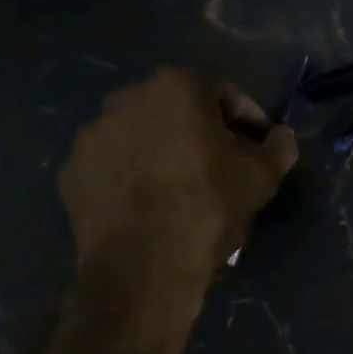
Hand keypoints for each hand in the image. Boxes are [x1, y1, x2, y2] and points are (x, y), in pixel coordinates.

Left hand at [58, 68, 297, 276]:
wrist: (143, 266)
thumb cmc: (208, 207)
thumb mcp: (262, 177)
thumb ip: (279, 146)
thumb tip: (281, 137)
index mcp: (176, 87)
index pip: (225, 93)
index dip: (249, 121)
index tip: (260, 149)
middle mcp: (127, 97)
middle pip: (179, 110)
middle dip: (203, 133)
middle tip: (224, 168)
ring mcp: (93, 133)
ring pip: (143, 136)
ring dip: (165, 152)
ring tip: (183, 190)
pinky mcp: (72, 170)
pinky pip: (114, 165)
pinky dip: (132, 177)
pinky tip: (149, 206)